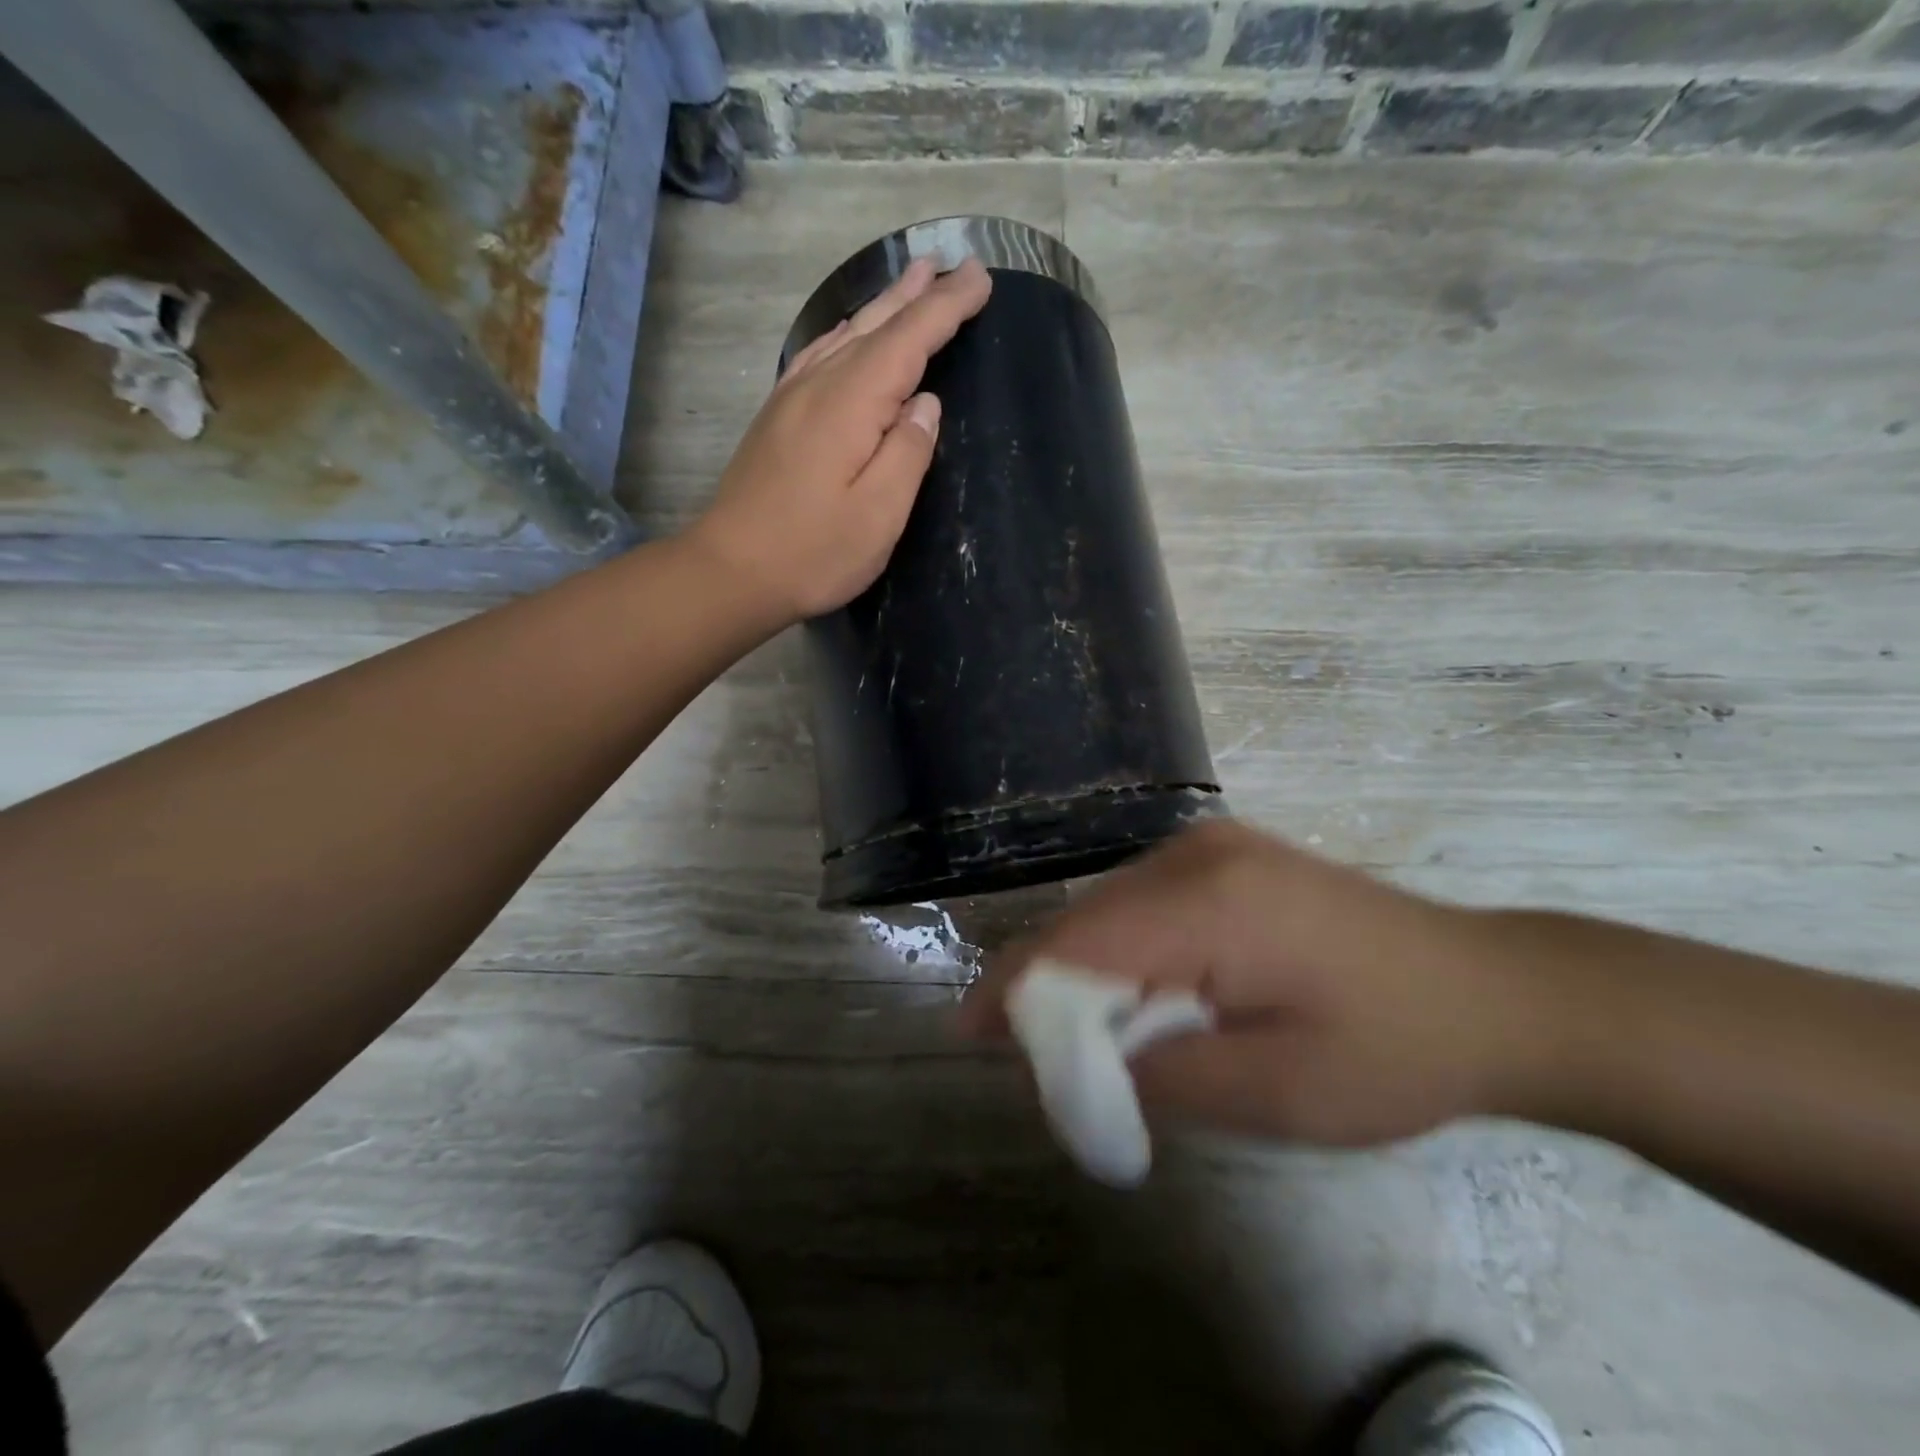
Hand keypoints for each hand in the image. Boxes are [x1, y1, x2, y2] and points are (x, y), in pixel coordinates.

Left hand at [688, 256, 992, 624]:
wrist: (731, 571)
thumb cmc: (813, 552)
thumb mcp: (878, 514)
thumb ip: (908, 453)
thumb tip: (926, 403)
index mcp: (851, 404)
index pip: (908, 340)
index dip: (946, 308)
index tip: (981, 278)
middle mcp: (819, 386)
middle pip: (875, 328)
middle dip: (918, 296)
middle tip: (952, 264)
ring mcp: (791, 399)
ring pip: (845, 336)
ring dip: (882, 308)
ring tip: (912, 281)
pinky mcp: (776, 419)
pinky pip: (818, 356)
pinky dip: (844, 336)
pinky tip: (848, 335)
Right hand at [961, 820, 1557, 1147]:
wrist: (1491, 991)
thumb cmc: (1392, 1052)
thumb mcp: (1275, 1093)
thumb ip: (1161, 1074)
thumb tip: (1081, 1056)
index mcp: (1210, 902)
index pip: (1080, 940)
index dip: (1018, 985)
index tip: (970, 1031)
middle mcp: (1197, 852)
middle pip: (1087, 918)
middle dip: (1046, 982)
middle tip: (1022, 1050)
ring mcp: (1212, 844)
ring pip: (1110, 906)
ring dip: (1083, 966)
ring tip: (1071, 1030)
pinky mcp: (1226, 854)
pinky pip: (1142, 898)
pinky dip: (1120, 946)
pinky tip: (1130, 991)